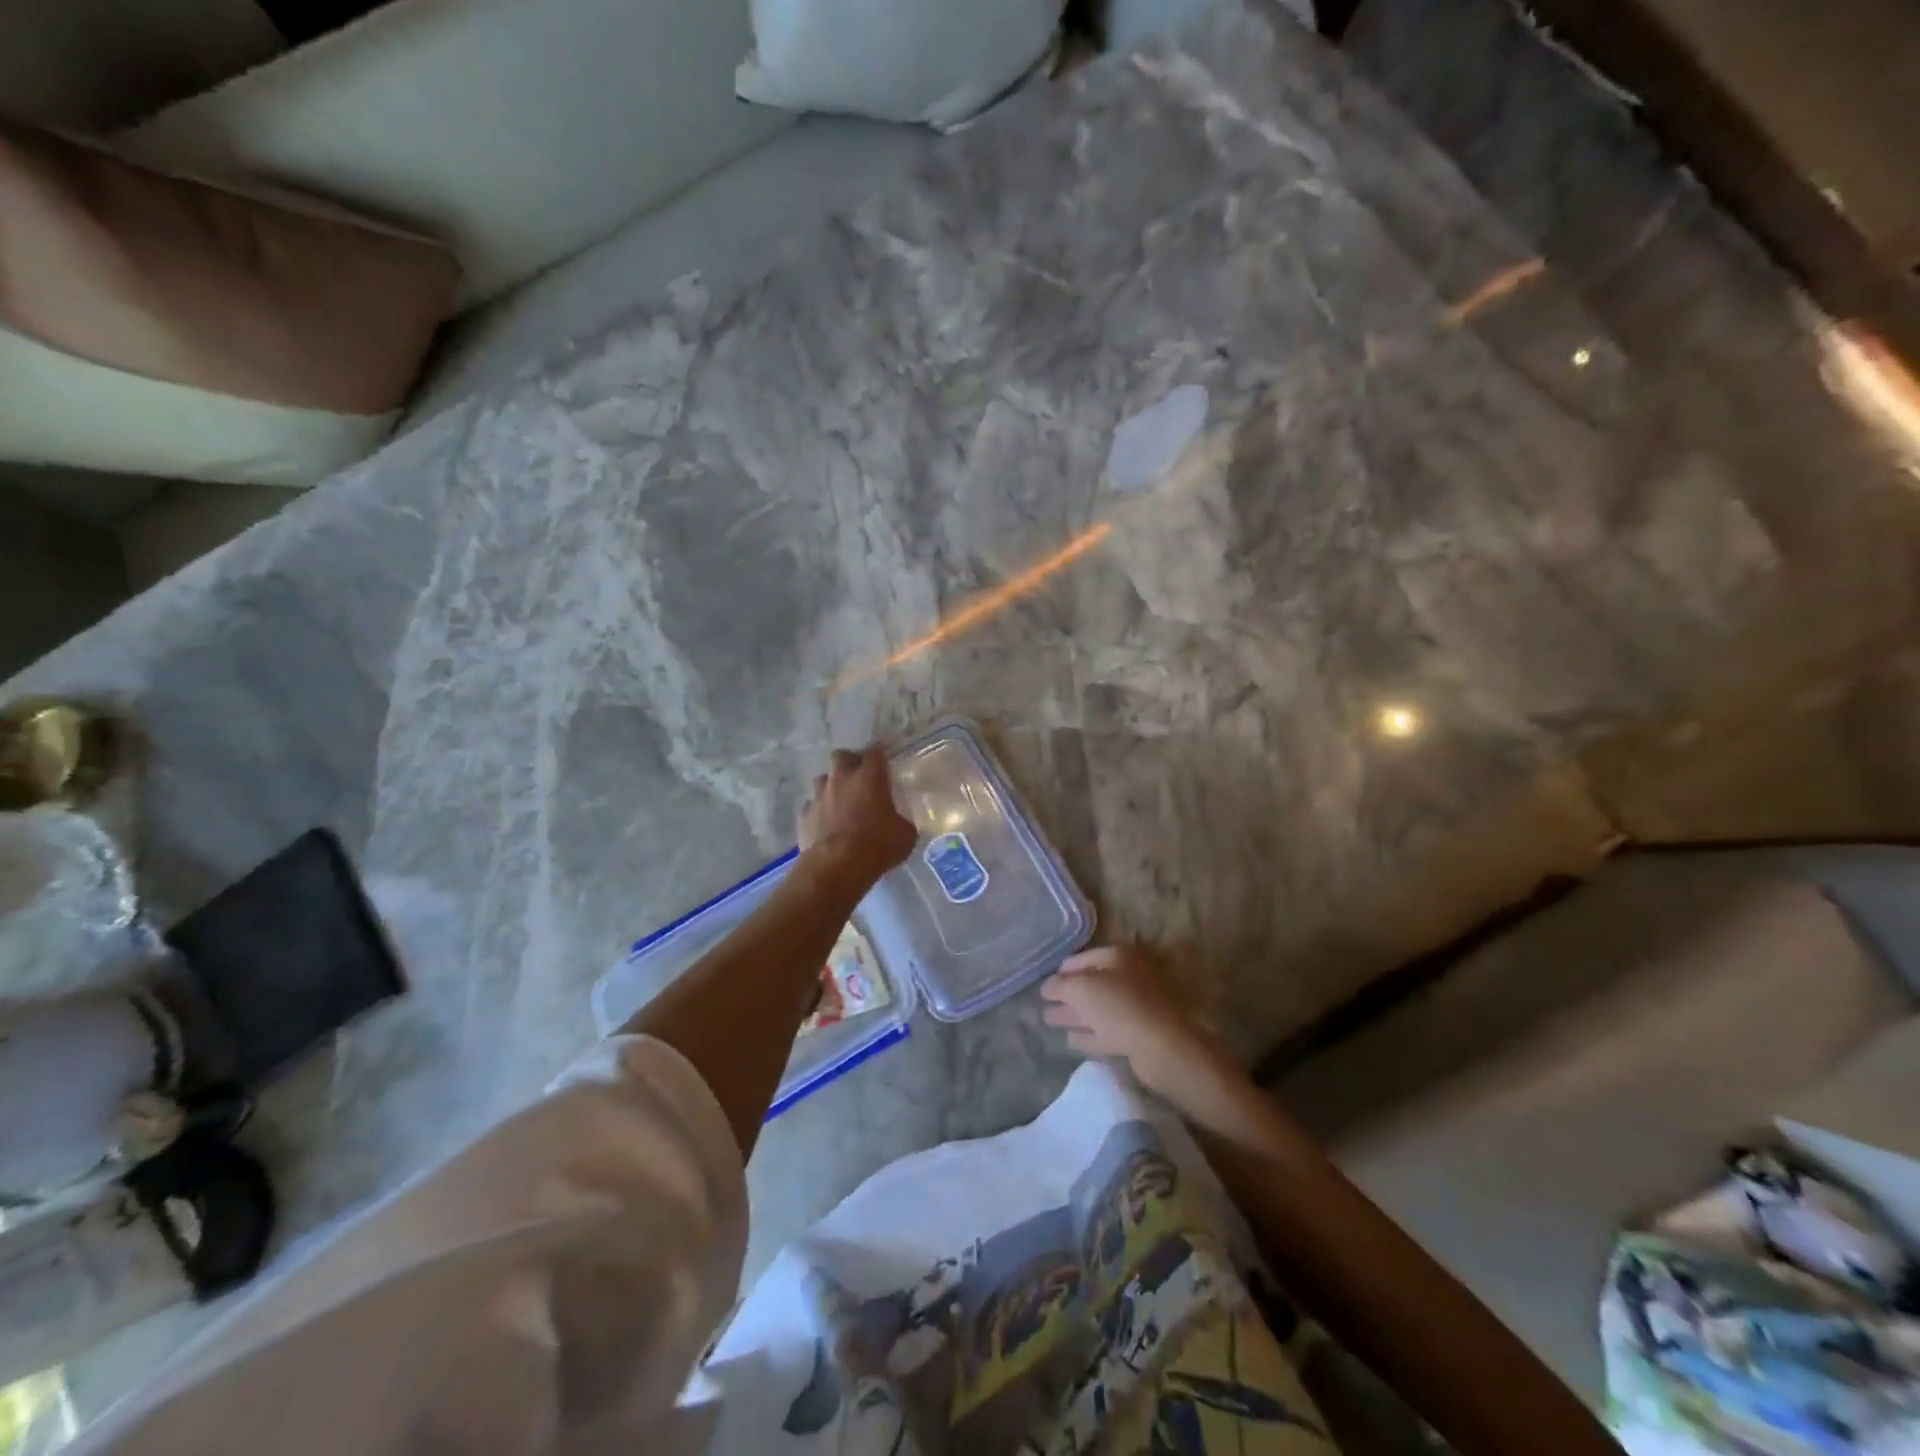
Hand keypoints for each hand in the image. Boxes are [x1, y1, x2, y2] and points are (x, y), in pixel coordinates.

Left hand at [799, 746, 917, 887]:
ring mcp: (819, 795)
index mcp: (869, 777)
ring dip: (832, 785)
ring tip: (841, 800)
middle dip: (850, 762)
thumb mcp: (905, 835)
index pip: (875, 751)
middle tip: (859, 776)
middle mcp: (841, 778)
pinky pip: (812, 805)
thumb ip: (903, 822)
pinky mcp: (804, 815)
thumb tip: (902, 823)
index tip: (885, 759)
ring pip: (823, 779)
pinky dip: (819, 811)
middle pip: (841, 756)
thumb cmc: (877, 845)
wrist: (836, 866)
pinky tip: (826, 823)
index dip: (880, 753)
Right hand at [1042, 946, 1228, 1097]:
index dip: (1065, 968)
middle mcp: (1130, 979)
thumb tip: (1047, 986)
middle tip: (1044, 1002)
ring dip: (1075, 1015)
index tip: (1047, 979)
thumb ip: (1060, 985)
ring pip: (1098, 1009)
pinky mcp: (1139, 1036)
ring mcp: (1136, 1008)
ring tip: (1049, 1020)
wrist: (1162, 1046)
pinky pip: (1107, 1031)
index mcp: (1120, 958)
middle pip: (1093, 984)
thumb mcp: (1082, 988)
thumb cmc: (1120, 1005)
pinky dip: (1089, 1034)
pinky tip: (1071, 1039)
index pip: (1086, 957)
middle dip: (1067, 993)